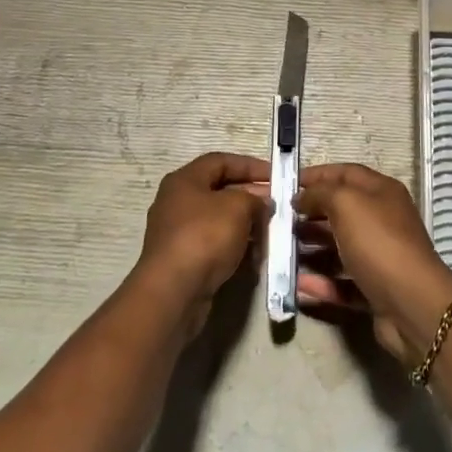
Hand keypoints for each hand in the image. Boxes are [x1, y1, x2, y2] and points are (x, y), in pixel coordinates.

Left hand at [133, 152, 269, 336]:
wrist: (174, 290)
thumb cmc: (205, 236)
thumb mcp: (238, 207)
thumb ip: (255, 199)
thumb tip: (262, 203)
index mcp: (184, 180)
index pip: (221, 161)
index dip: (250, 165)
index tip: (275, 176)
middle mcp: (177, 201)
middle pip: (220, 190)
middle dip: (251, 196)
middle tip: (276, 205)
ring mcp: (178, 232)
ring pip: (219, 219)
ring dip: (245, 223)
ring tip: (270, 230)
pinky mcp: (183, 258)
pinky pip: (214, 243)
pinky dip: (234, 244)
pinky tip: (254, 254)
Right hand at [294, 164, 451, 363]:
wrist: (412, 305)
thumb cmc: (378, 243)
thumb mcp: (346, 204)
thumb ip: (320, 193)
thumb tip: (302, 197)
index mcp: (382, 192)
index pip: (345, 174)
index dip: (316, 175)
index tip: (285, 183)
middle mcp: (382, 220)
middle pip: (340, 211)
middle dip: (309, 214)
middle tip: (278, 221)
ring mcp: (379, 256)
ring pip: (338, 248)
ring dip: (310, 249)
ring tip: (281, 252)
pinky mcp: (374, 288)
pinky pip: (341, 282)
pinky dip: (320, 283)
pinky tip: (298, 285)